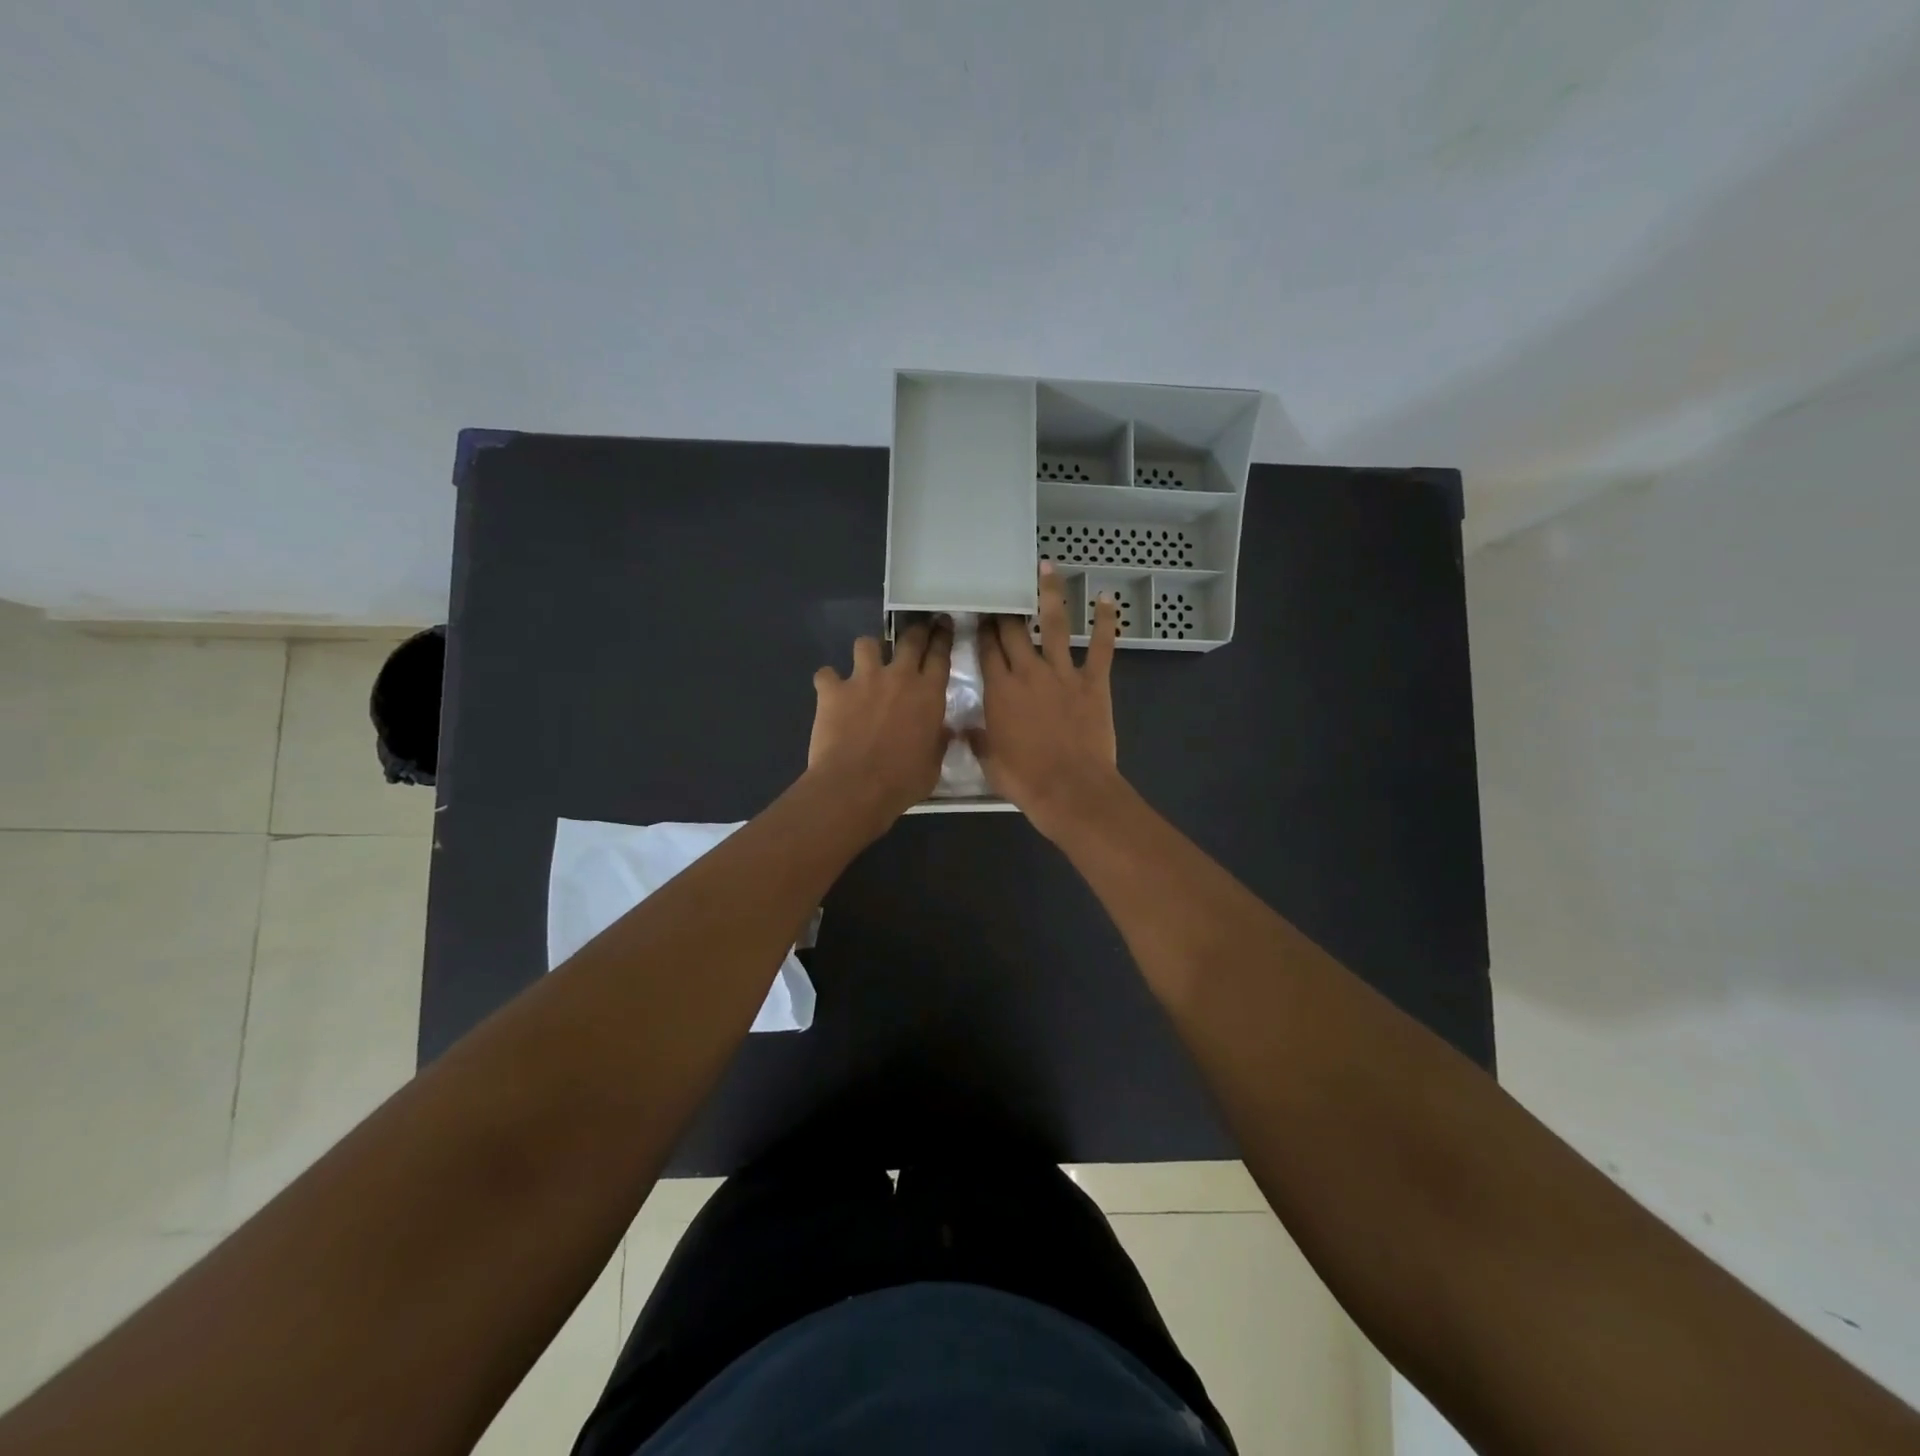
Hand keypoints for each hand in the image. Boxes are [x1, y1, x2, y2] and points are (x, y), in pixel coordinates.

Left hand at [808, 618, 953, 831]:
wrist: (855, 787)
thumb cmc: (902, 781)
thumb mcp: (933, 765)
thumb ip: (938, 742)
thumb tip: (945, 732)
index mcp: (929, 694)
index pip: (940, 654)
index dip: (943, 636)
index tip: (943, 624)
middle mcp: (899, 677)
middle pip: (910, 639)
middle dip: (915, 630)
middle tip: (917, 628)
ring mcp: (863, 679)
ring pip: (866, 644)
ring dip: (868, 651)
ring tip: (866, 662)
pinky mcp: (832, 690)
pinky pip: (826, 674)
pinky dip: (828, 681)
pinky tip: (830, 691)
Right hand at [973, 564, 1123, 839]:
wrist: (1071, 790)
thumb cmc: (1026, 780)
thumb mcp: (990, 762)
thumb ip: (978, 739)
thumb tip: (965, 728)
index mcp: (999, 691)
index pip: (986, 650)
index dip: (982, 629)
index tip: (979, 614)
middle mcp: (1028, 672)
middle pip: (1013, 631)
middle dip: (1005, 609)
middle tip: (1003, 591)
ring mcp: (1063, 673)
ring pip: (1054, 625)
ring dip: (1050, 594)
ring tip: (1047, 567)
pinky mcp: (1094, 682)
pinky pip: (1101, 646)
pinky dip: (1106, 622)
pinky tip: (1107, 599)